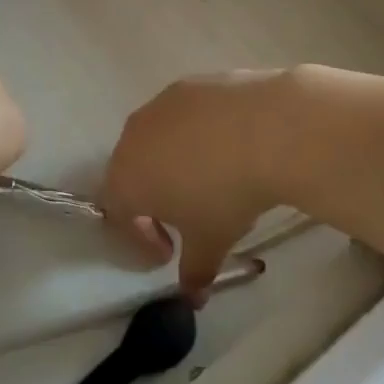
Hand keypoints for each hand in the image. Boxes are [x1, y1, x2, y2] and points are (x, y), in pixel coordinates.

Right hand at [101, 70, 296, 302]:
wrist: (266, 128)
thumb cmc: (226, 194)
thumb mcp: (212, 242)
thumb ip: (195, 272)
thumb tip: (193, 299)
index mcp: (126, 178)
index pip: (117, 213)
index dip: (140, 236)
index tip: (170, 251)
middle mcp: (133, 136)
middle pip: (131, 172)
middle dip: (152, 198)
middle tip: (185, 217)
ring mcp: (160, 105)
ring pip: (155, 139)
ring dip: (172, 163)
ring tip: (209, 178)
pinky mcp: (190, 84)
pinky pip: (182, 115)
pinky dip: (195, 134)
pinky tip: (228, 146)